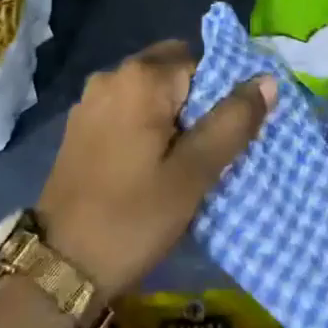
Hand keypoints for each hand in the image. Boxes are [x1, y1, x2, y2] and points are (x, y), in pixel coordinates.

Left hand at [37, 40, 273, 298]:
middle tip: (208, 152)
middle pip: (173, 71)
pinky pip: (126, 110)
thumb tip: (267, 79)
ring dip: (171, 116)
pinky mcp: (80, 126)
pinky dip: (145, 126)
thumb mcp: (193, 173)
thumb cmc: (133, 217)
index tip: (227, 136)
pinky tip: (151, 166)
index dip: (221, 95)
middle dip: (196, 103)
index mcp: (141, 78)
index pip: (201, 62)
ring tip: (185, 163)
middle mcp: (112, 75)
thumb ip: (232, 122)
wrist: (60, 265)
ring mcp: (91, 100)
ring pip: (149, 92)